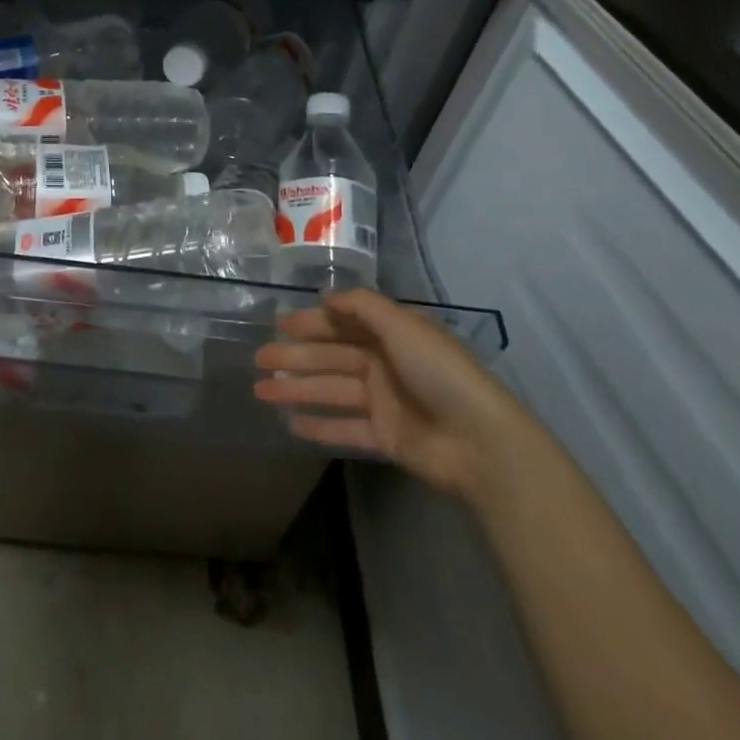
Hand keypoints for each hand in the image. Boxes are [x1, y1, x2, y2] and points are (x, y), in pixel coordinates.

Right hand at [254, 288, 524, 499]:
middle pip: (331, 357)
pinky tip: (290, 424)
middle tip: (258, 360)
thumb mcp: (403, 326)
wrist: (481, 442)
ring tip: (261, 392)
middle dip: (294, 357)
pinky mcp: (385, 437)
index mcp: (392, 335)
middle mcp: (385, 364)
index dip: (311, 323)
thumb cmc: (440, 373)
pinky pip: (345, 428)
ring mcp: (384, 402)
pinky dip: (319, 426)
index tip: (279, 324)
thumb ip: (363, 307)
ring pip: (331, 391)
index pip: (343, 324)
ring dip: (297, 390)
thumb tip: (327, 297)